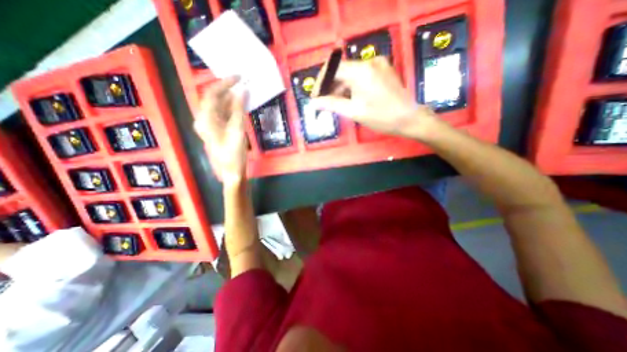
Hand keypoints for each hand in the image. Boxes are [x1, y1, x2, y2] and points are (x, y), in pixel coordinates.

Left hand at [194, 76, 247, 182]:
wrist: (232, 172)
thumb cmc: (234, 153)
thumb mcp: (238, 130)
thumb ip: (239, 109)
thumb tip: (242, 91)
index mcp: (205, 118)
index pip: (212, 93)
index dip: (225, 83)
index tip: (239, 77)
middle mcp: (204, 119)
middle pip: (214, 99)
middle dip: (228, 90)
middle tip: (243, 83)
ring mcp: (210, 125)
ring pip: (220, 106)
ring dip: (231, 99)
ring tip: (244, 92)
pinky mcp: (217, 130)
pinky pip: (223, 114)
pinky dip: (232, 109)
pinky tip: (241, 105)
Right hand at [312, 56, 439, 139]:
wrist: (409, 119)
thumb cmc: (381, 117)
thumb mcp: (354, 112)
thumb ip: (331, 104)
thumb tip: (313, 103)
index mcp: (361, 71)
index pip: (332, 68)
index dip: (320, 82)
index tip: (316, 97)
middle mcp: (369, 62)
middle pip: (341, 70)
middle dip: (330, 87)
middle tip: (324, 103)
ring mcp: (377, 65)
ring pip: (350, 74)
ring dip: (340, 88)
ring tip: (335, 104)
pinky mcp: (382, 70)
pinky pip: (360, 75)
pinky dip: (351, 86)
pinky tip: (349, 99)